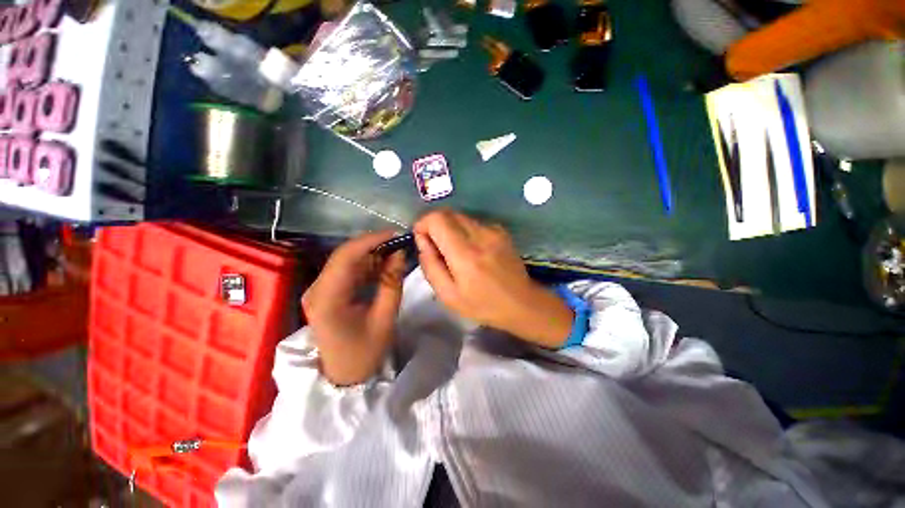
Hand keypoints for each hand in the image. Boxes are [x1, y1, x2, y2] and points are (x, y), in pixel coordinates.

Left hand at [301, 231, 405, 385]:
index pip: (346, 256)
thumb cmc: (365, 352)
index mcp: (327, 298)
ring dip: (371, 254)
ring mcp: (318, 289)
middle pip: (344, 255)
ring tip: (395, 254)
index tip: (396, 234)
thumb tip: (400, 253)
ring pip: (346, 260)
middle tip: (399, 243)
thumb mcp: (385, 318)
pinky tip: (382, 266)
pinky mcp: (325, 292)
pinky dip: (366, 265)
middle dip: (373, 245)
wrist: (343, 376)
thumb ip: (392, 282)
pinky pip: (346, 270)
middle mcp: (316, 289)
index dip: (371, 240)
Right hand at [414, 210, 573, 347]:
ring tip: (454, 251)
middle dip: (435, 225)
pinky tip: (471, 249)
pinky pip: (473, 222)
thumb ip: (430, 266)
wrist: (521, 303)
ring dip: (449, 228)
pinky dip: (464, 231)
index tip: (421, 239)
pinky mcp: (500, 230)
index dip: (423, 224)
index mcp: (465, 254)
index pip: (437, 219)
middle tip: (435, 246)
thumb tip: (422, 241)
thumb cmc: (482, 305)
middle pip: (447, 213)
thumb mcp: (448, 295)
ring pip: (460, 216)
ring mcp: (493, 230)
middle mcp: (480, 235)